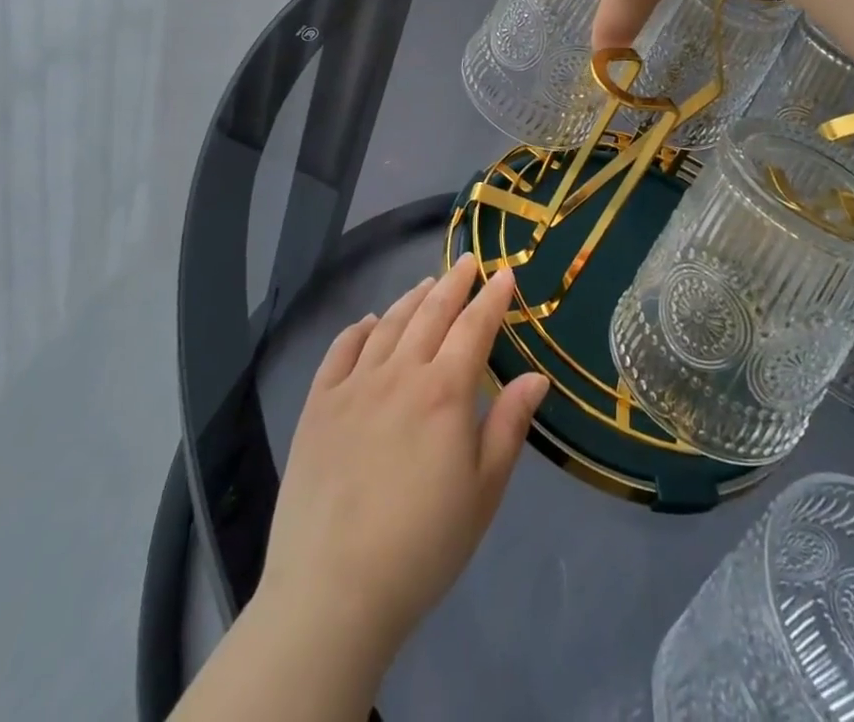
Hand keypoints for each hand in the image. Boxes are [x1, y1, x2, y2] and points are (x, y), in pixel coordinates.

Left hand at [257, 256, 549, 674]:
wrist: (333, 591)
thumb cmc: (423, 546)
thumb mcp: (483, 492)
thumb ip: (509, 426)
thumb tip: (536, 377)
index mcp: (444, 391)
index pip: (474, 327)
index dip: (492, 298)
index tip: (505, 273)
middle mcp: (399, 373)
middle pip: (431, 314)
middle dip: (454, 283)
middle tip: (467, 261)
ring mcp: (353, 386)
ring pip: (388, 325)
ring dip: (411, 299)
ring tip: (427, 284)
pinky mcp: (318, 405)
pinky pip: (340, 351)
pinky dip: (358, 329)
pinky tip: (368, 321)